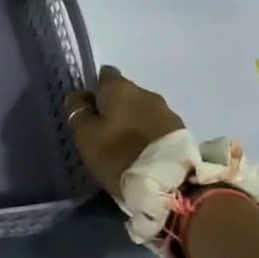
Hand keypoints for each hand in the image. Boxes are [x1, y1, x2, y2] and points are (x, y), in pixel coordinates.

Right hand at [66, 67, 183, 201]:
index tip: (86, 110)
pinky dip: (145, 134)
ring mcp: (167, 111)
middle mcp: (146, 92)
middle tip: (101, 132)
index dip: (93, 90)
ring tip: (122, 145)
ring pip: (141, 110)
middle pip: (124, 93)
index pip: (103, 75)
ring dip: (131, 122)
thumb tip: (79, 95)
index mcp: (120, 88)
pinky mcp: (180, 131)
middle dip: (113, 108)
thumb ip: (78, 111)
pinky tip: (139, 152)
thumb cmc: (118, 154)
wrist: (168, 183)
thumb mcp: (85, 135)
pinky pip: (155, 126)